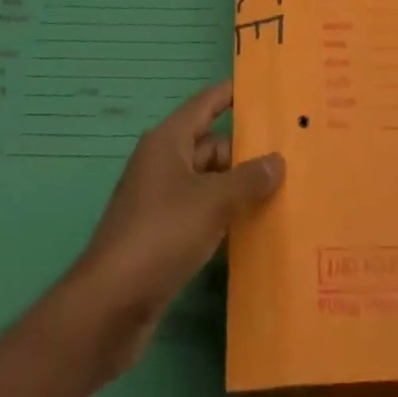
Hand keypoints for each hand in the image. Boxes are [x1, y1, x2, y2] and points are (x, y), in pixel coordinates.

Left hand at [70, 81, 285, 375]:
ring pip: (208, 182)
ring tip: (281, 190)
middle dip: (246, 151)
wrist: (108, 308)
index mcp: (168, 141)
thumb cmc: (160, 235)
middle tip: (289, 154)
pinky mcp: (162, 236)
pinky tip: (253, 229)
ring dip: (237, 188)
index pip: (207, 103)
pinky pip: (201, 213)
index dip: (234, 94)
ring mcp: (161, 201)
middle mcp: (163, 163)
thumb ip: (248, 179)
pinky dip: (224, 217)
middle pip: (211, 145)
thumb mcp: (212, 202)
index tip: (266, 88)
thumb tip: (278, 160)